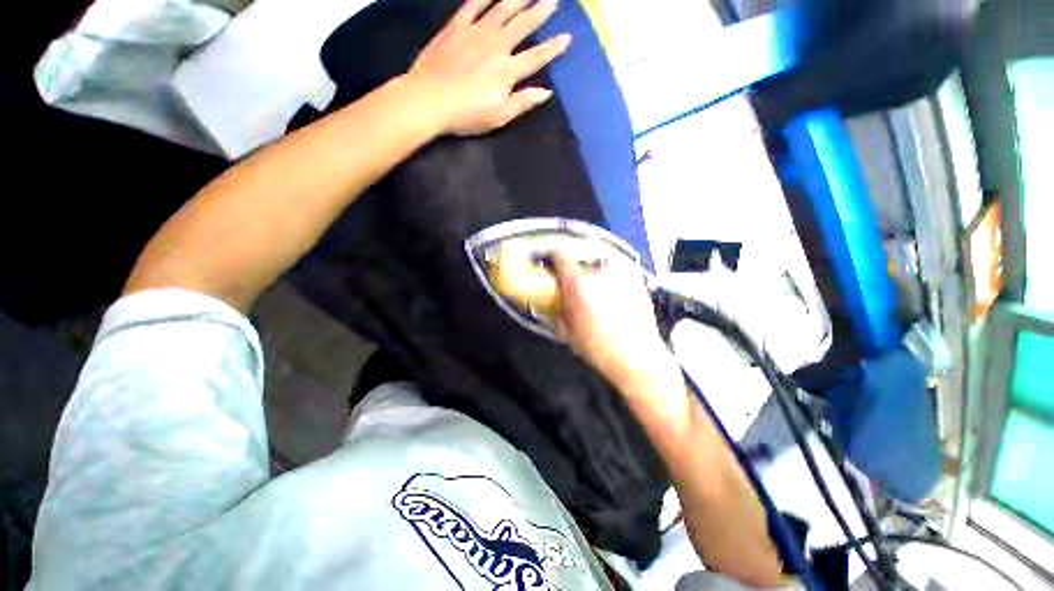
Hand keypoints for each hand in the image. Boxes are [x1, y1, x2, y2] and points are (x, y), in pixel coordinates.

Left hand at [405, 0, 570, 135]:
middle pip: (523, 25)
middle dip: (540, 12)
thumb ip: (523, 102)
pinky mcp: (456, 27)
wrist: (428, 99)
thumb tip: (546, 92)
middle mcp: (496, 45)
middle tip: (553, 0)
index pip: (536, 56)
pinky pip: (473, 4)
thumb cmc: (466, 115)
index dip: (553, 48)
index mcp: (507, 71)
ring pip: (502, 9)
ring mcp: (475, 32)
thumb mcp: (498, 117)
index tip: (567, 37)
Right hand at [550, 248, 679, 391]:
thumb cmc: (599, 348)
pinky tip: (606, 281)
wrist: (637, 357)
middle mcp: (599, 270)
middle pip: (581, 247)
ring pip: (600, 252)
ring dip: (589, 258)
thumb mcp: (568, 331)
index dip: (552, 254)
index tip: (549, 259)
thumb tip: (552, 301)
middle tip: (567, 266)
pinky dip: (607, 266)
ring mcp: (621, 271)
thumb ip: (557, 310)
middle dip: (570, 253)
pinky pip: (616, 262)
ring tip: (587, 272)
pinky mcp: (636, 276)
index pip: (560, 252)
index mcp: (578, 283)